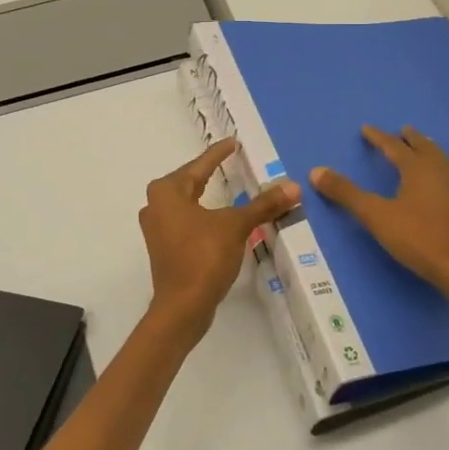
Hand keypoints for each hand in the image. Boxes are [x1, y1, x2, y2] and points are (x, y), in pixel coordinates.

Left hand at [138, 138, 299, 343]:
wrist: (182, 307)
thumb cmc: (204, 257)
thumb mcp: (236, 226)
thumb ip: (263, 204)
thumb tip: (293, 186)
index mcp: (167, 191)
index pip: (199, 165)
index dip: (219, 154)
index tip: (233, 143)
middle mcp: (155, 205)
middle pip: (189, 182)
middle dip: (210, 172)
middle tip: (230, 162)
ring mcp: (157, 229)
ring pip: (186, 203)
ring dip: (206, 196)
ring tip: (226, 187)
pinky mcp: (164, 248)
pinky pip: (186, 221)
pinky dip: (203, 216)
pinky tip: (218, 218)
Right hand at [311, 125, 448, 295]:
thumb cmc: (413, 236)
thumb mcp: (373, 214)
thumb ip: (345, 192)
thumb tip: (316, 171)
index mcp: (416, 170)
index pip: (394, 147)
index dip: (379, 137)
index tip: (367, 129)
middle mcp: (439, 174)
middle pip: (424, 150)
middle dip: (412, 140)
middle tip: (404, 131)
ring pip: (446, 165)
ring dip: (435, 154)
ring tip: (428, 148)